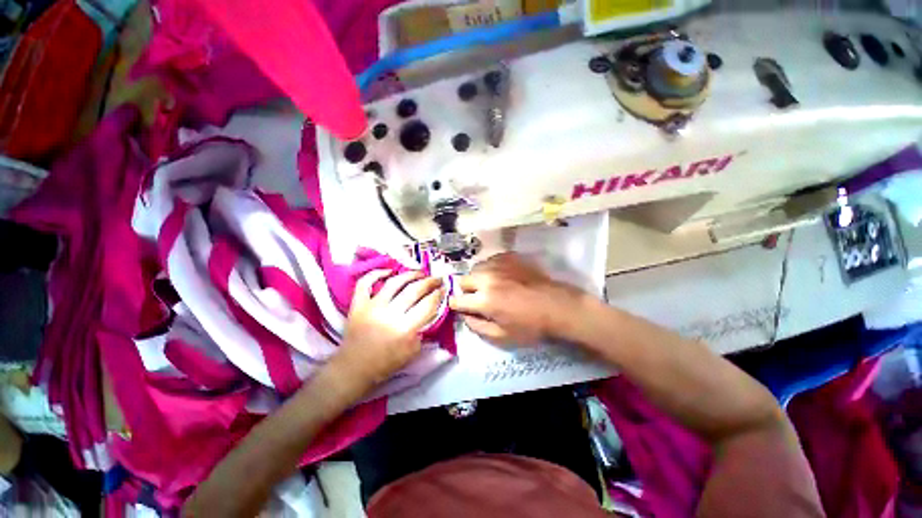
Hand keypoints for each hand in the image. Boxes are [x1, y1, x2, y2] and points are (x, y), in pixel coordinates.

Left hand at [332, 270, 443, 392]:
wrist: (354, 369)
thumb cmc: (386, 363)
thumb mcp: (413, 351)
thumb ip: (423, 329)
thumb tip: (429, 311)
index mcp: (405, 328)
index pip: (427, 304)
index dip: (438, 294)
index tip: (444, 288)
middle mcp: (389, 314)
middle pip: (414, 290)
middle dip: (429, 282)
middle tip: (437, 278)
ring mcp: (371, 307)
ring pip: (394, 282)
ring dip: (410, 274)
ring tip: (419, 273)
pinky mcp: (357, 304)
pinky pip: (364, 283)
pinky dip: (375, 273)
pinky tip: (388, 271)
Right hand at [449, 252, 587, 344]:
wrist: (557, 306)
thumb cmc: (530, 326)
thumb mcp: (502, 336)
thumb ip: (477, 326)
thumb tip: (464, 316)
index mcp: (484, 300)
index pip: (457, 300)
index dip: (456, 305)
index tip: (461, 307)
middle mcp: (487, 279)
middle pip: (463, 280)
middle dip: (466, 290)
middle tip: (478, 298)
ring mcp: (498, 265)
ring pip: (476, 268)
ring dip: (478, 278)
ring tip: (490, 286)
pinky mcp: (509, 257)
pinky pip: (491, 260)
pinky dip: (491, 269)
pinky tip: (502, 276)